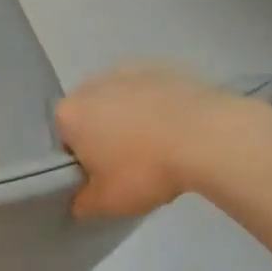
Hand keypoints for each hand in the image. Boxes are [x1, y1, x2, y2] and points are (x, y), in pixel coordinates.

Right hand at [55, 65, 238, 218]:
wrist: (207, 137)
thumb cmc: (145, 170)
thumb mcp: (106, 203)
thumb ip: (82, 203)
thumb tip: (79, 201)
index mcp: (70, 114)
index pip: (64, 141)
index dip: (81, 162)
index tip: (103, 178)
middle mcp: (92, 84)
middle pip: (90, 116)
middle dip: (103, 136)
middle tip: (129, 165)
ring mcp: (129, 70)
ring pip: (120, 102)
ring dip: (130, 120)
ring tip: (158, 147)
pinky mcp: (163, 67)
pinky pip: (150, 93)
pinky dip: (157, 108)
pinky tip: (177, 130)